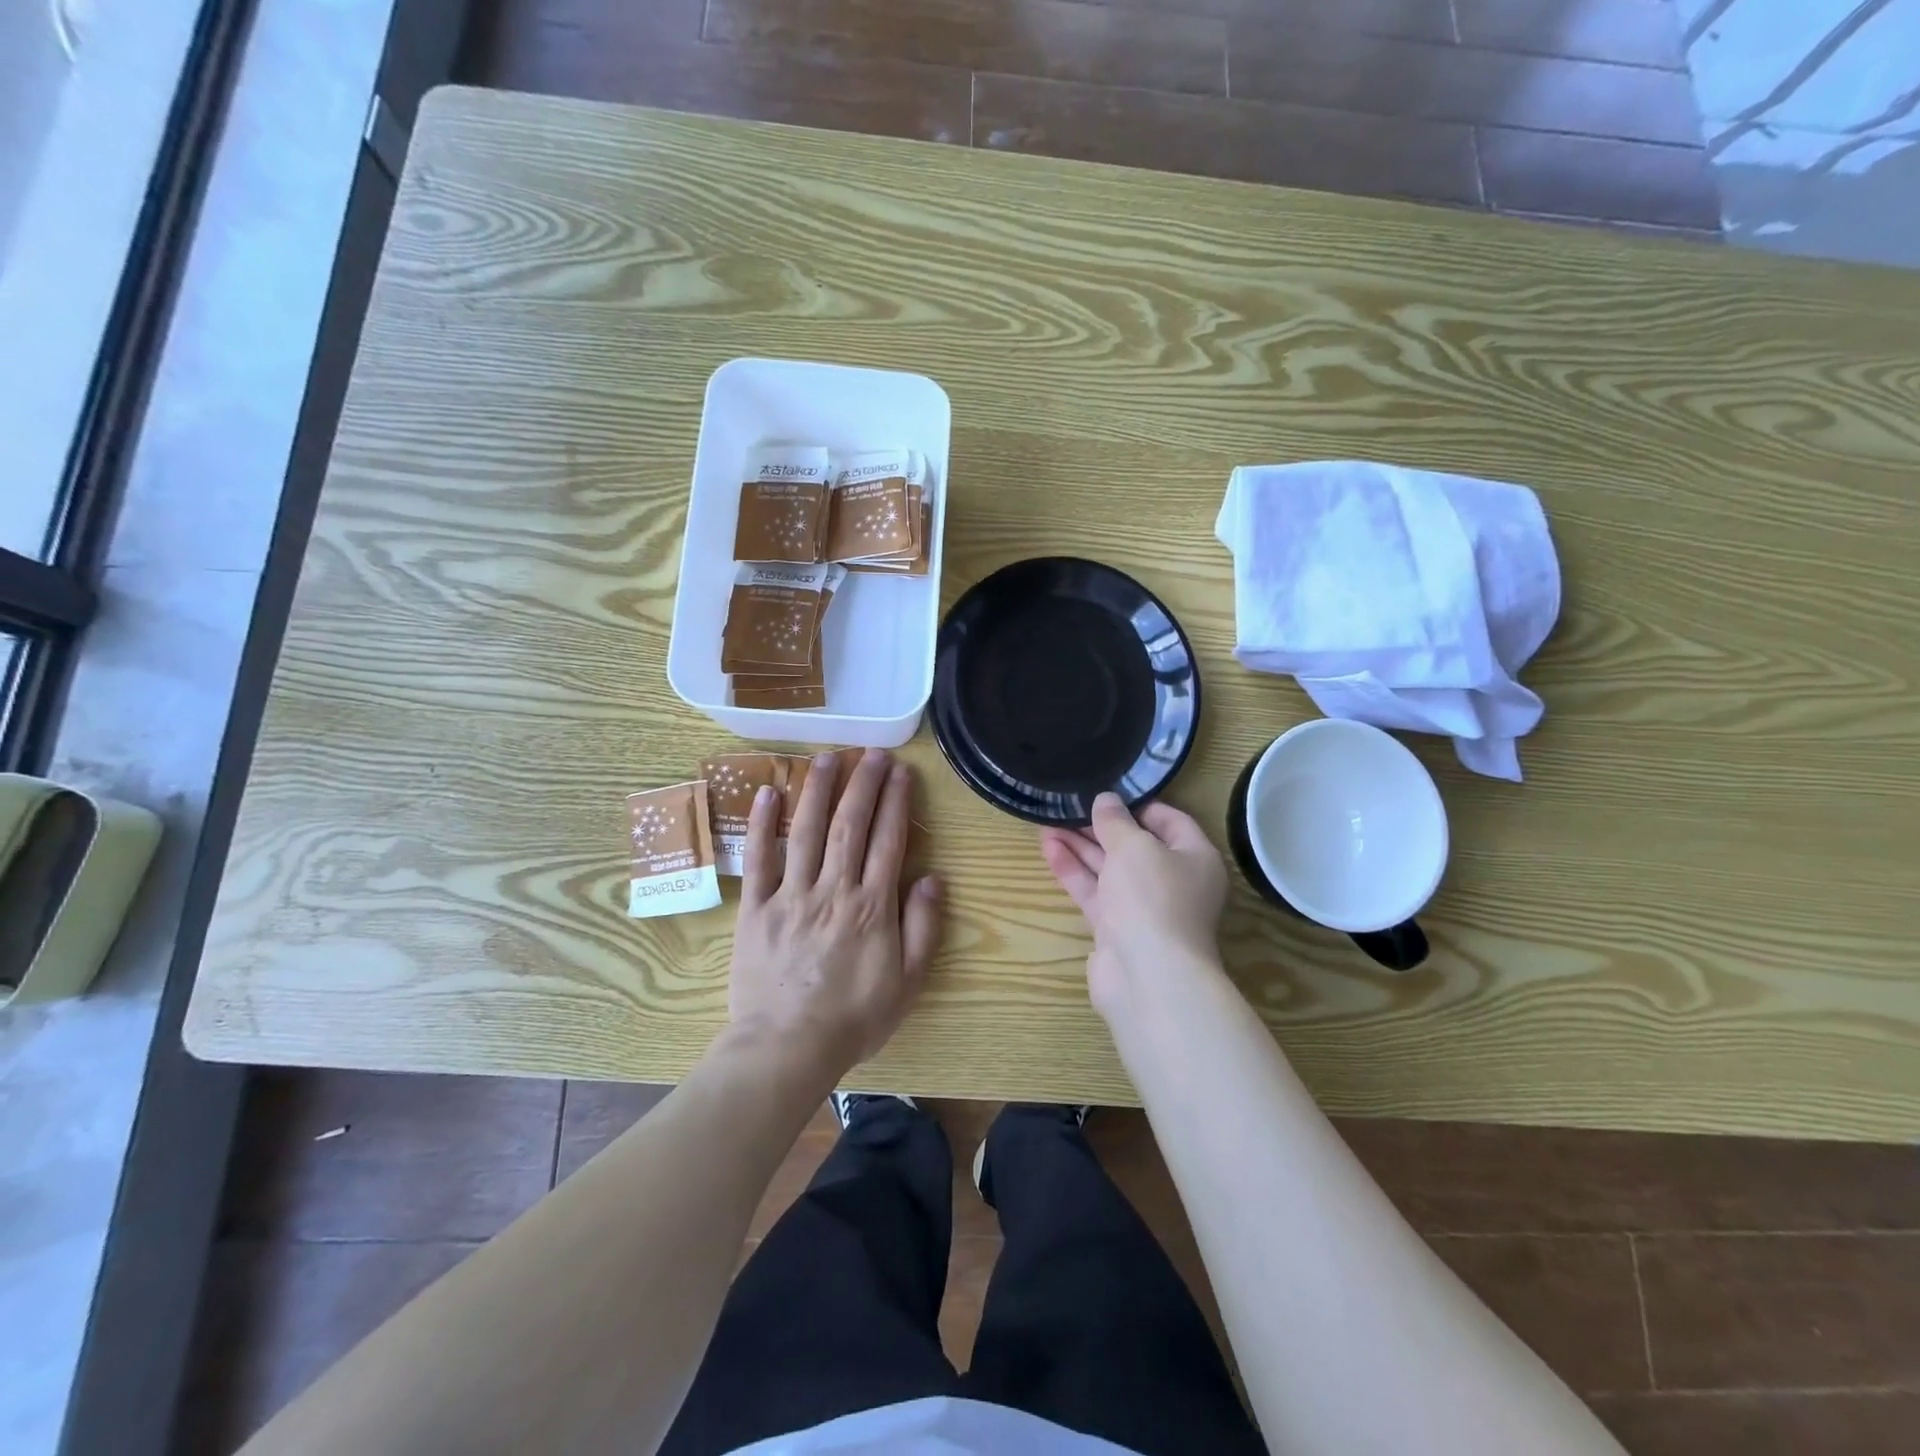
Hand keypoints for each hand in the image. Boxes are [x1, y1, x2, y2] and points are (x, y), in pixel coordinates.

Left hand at [729, 749, 940, 1074]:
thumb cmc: (854, 1017)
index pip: (888, 840)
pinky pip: (758, 859)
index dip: (896, 801)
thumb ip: (922, 927)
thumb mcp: (907, 981)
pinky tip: (767, 791)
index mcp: (871, 906)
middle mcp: (833, 889)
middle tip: (872, 753)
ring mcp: (791, 895)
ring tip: (827, 756)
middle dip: (863, 783)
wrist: (787, 1048)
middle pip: (850, 825)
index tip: (901, 772)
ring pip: (805, 830)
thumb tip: (931, 878)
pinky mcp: (756, 908)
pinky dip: (762, 824)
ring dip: (818, 789)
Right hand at [1040, 793, 1227, 1023]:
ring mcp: (1143, 908)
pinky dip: (1074, 871)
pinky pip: (1095, 892)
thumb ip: (1115, 820)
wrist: (1148, 976)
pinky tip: (1049, 848)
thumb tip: (1106, 800)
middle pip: (1134, 845)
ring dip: (1080, 846)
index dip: (1138, 804)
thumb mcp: (1134, 846)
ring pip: (1109, 869)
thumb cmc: (1153, 897)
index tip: (1106, 791)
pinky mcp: (1117, 929)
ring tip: (1047, 821)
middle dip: (1100, 826)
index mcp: (1194, 858)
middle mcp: (1173, 882)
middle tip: (1068, 805)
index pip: (1170, 820)